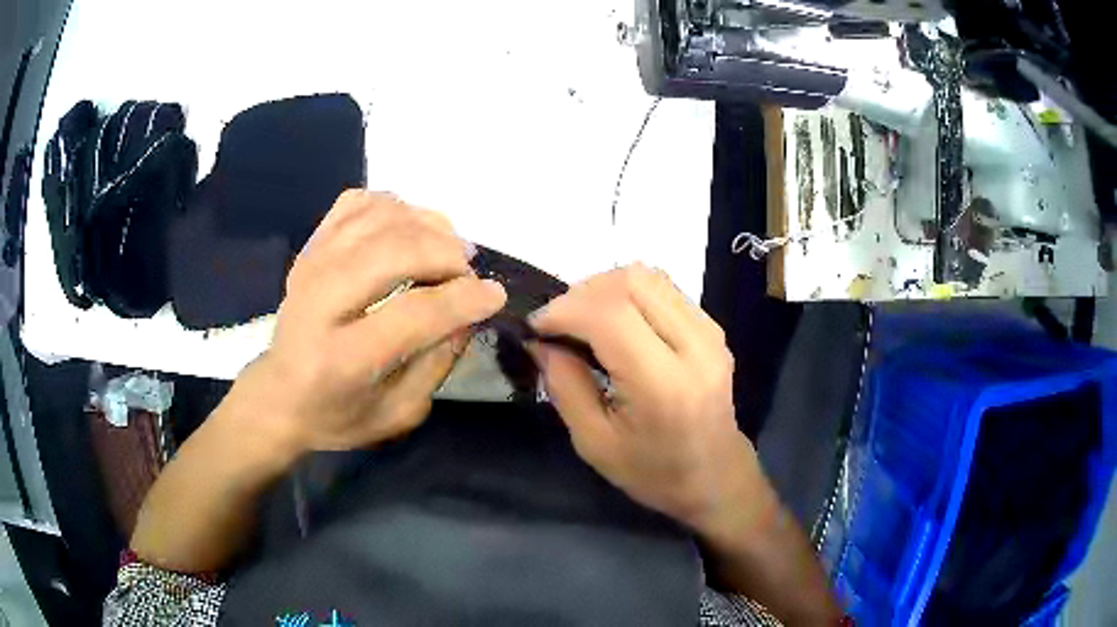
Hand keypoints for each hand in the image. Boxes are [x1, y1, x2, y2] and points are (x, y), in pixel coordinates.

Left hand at [233, 190, 506, 454]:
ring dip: (426, 225)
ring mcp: (311, 265)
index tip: (494, 295)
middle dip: (446, 254)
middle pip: (394, 250)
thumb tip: (469, 311)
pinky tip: (408, 228)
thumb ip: (437, 363)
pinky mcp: (310, 246)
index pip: (412, 315)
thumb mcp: (398, 413)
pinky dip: (393, 206)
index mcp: (341, 359)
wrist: (279, 394)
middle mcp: (320, 301)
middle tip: (467, 271)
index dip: (462, 300)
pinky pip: (358, 203)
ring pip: (379, 217)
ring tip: (447, 248)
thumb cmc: (339, 414)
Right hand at [528, 264, 759, 532]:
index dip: (564, 310)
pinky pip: (662, 288)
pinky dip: (627, 294)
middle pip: (630, 282)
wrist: (715, 476)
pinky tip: (614, 323)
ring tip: (582, 321)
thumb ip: (564, 386)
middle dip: (580, 293)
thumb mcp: (594, 443)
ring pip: (647, 276)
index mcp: (665, 384)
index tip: (536, 327)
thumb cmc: (653, 472)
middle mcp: (694, 346)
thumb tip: (539, 341)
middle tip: (558, 325)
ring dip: (603, 288)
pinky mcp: (712, 327)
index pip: (610, 314)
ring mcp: (709, 331)